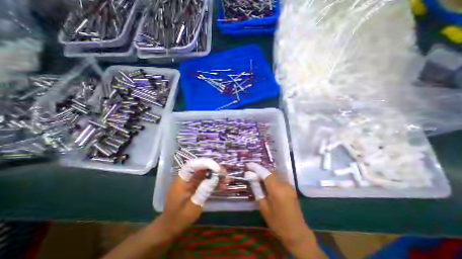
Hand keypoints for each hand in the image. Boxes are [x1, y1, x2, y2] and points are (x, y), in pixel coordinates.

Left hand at [158, 157, 224, 236]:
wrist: (170, 226)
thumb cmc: (178, 219)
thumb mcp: (192, 207)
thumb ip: (203, 191)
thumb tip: (215, 177)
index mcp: (182, 180)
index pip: (193, 165)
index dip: (206, 163)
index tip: (218, 169)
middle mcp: (187, 177)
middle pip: (201, 167)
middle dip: (214, 168)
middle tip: (225, 174)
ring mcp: (191, 181)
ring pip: (206, 172)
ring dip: (216, 175)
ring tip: (227, 180)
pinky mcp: (196, 185)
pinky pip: (206, 179)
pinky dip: (214, 181)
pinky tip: (222, 185)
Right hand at [246, 163, 323, 257]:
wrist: (297, 233)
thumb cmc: (277, 222)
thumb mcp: (263, 207)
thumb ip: (257, 189)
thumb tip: (250, 177)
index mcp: (276, 189)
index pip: (264, 173)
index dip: (256, 167)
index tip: (248, 164)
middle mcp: (284, 184)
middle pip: (270, 172)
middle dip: (260, 171)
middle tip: (252, 173)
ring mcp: (289, 185)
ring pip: (274, 174)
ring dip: (266, 174)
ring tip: (258, 178)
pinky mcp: (291, 188)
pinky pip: (279, 179)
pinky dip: (271, 178)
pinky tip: (267, 184)